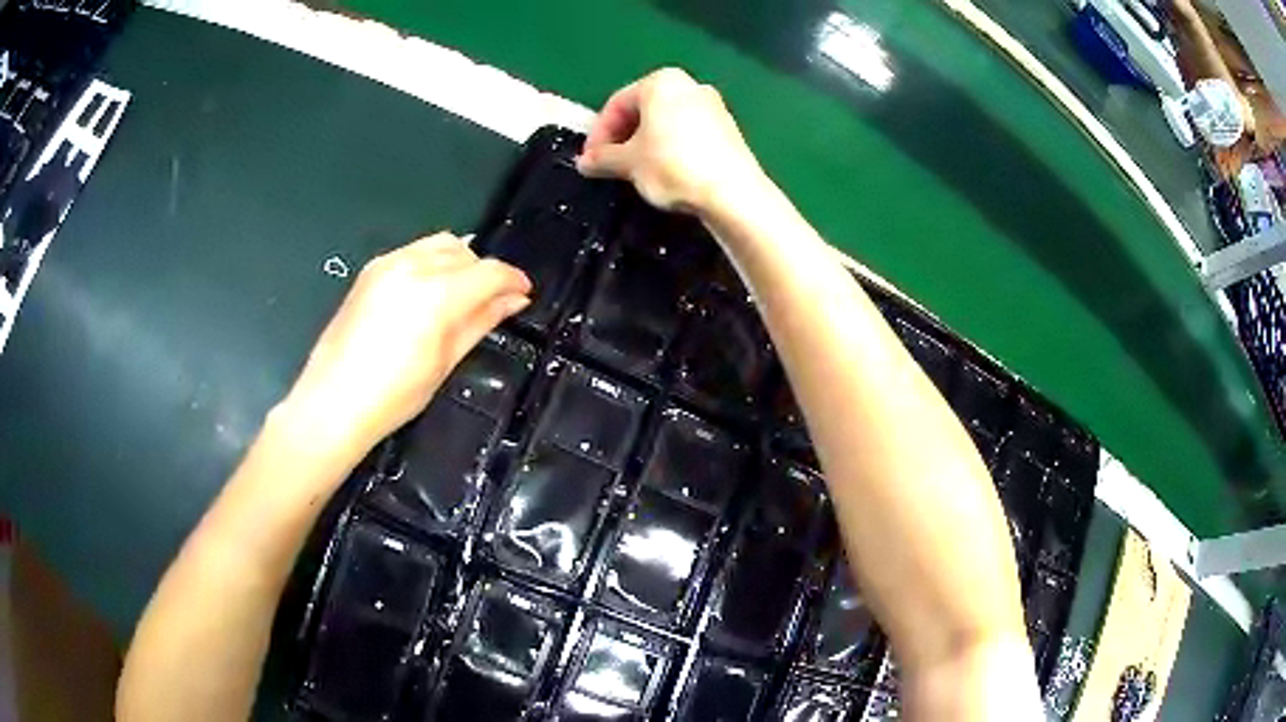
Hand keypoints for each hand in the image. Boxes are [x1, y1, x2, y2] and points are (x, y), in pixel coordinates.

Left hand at [282, 233, 529, 451]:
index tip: (523, 294)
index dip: (513, 280)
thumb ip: (482, 322)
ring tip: (459, 296)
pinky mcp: (371, 269)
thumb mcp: (445, 362)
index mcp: (436, 295)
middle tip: (491, 302)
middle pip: (466, 251)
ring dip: (459, 263)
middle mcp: (413, 267)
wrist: (333, 402)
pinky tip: (427, 294)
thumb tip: (514, 300)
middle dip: (485, 272)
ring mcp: (388, 264)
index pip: (490, 271)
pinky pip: (414, 251)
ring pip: (440, 244)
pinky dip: (431, 263)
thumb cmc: (394, 396)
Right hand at [577, 68, 764, 214]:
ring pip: (665, 122)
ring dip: (644, 144)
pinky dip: (669, 148)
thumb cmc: (673, 166)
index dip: (598, 133)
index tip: (590, 160)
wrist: (733, 193)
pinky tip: (665, 172)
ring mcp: (712, 105)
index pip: (617, 103)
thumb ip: (603, 158)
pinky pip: (687, 133)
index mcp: (661, 82)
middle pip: (643, 110)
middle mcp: (688, 85)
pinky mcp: (727, 129)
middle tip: (609, 165)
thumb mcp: (628, 163)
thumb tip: (584, 162)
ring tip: (634, 171)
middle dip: (622, 137)